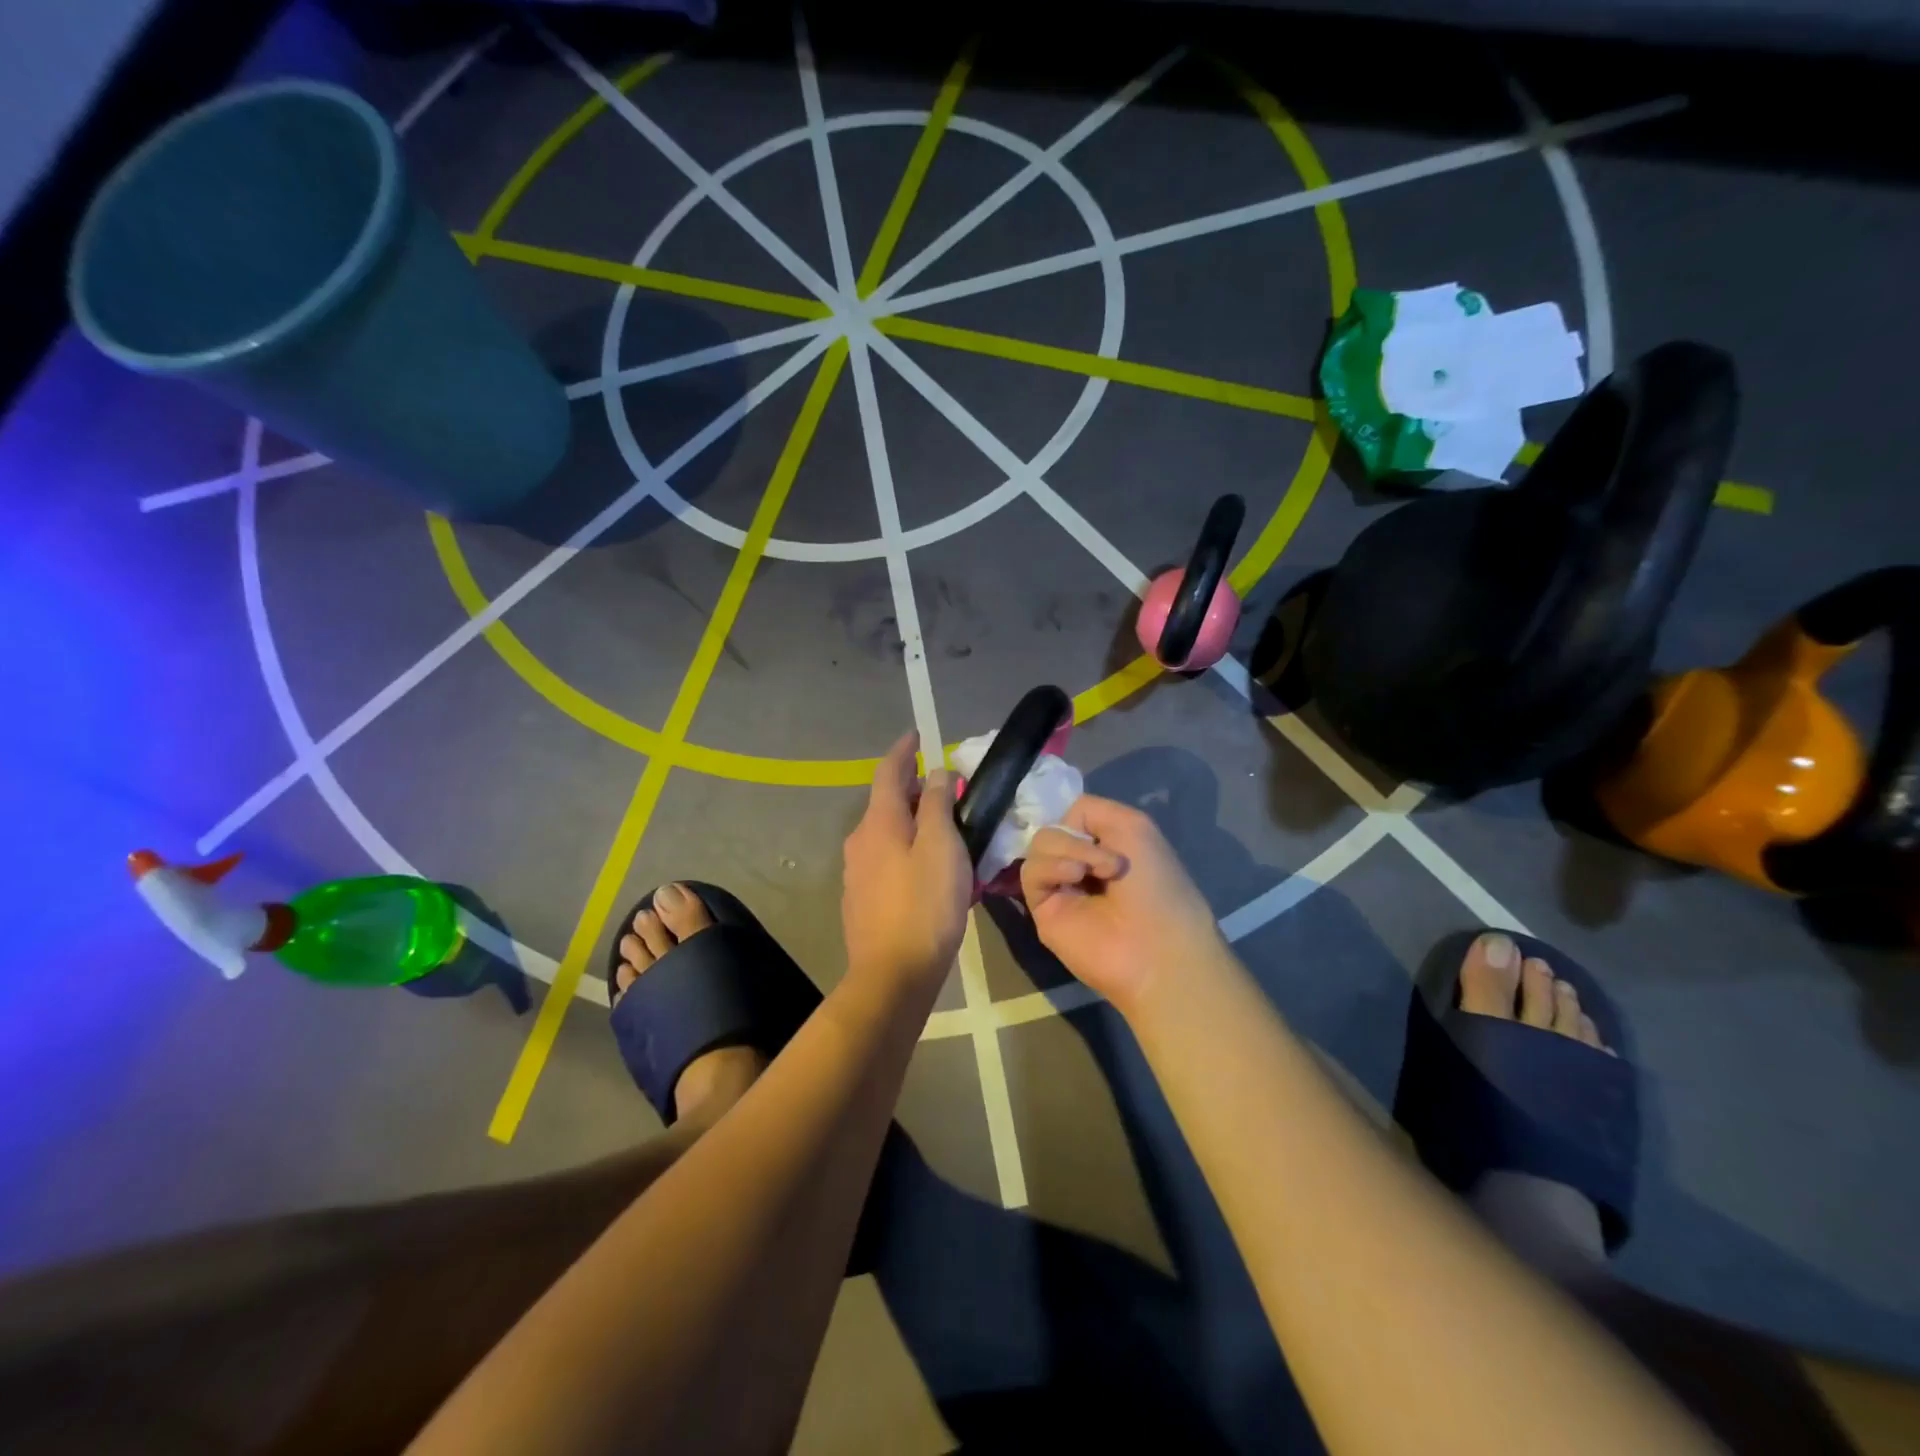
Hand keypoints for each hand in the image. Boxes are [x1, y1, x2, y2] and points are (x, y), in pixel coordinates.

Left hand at [841, 732, 972, 993]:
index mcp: (879, 822)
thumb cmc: (925, 905)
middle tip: (945, 787)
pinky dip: (907, 848)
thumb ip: (939, 805)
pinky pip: (887, 858)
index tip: (916, 735)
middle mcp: (860, 840)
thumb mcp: (942, 847)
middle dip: (913, 788)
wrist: (893, 974)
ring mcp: (857, 871)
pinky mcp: (862, 898)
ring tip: (944, 826)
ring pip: (887, 832)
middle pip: (887, 802)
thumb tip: (936, 773)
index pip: (888, 772)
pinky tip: (928, 866)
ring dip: (912, 821)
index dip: (903, 750)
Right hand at [1021, 795, 1225, 1016]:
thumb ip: (1090, 809)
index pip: (1071, 815)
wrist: (1155, 946)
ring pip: (1039, 845)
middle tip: (1109, 863)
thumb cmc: (1156, 884)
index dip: (1078, 817)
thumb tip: (1062, 826)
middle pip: (1052, 828)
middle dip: (1077, 837)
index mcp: (1106, 845)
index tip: (1104, 830)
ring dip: (1069, 850)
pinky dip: (1052, 867)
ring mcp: (1061, 886)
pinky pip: (1031, 872)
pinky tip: (1075, 877)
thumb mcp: (1134, 825)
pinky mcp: (1042, 909)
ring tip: (1093, 872)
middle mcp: (1082, 863)